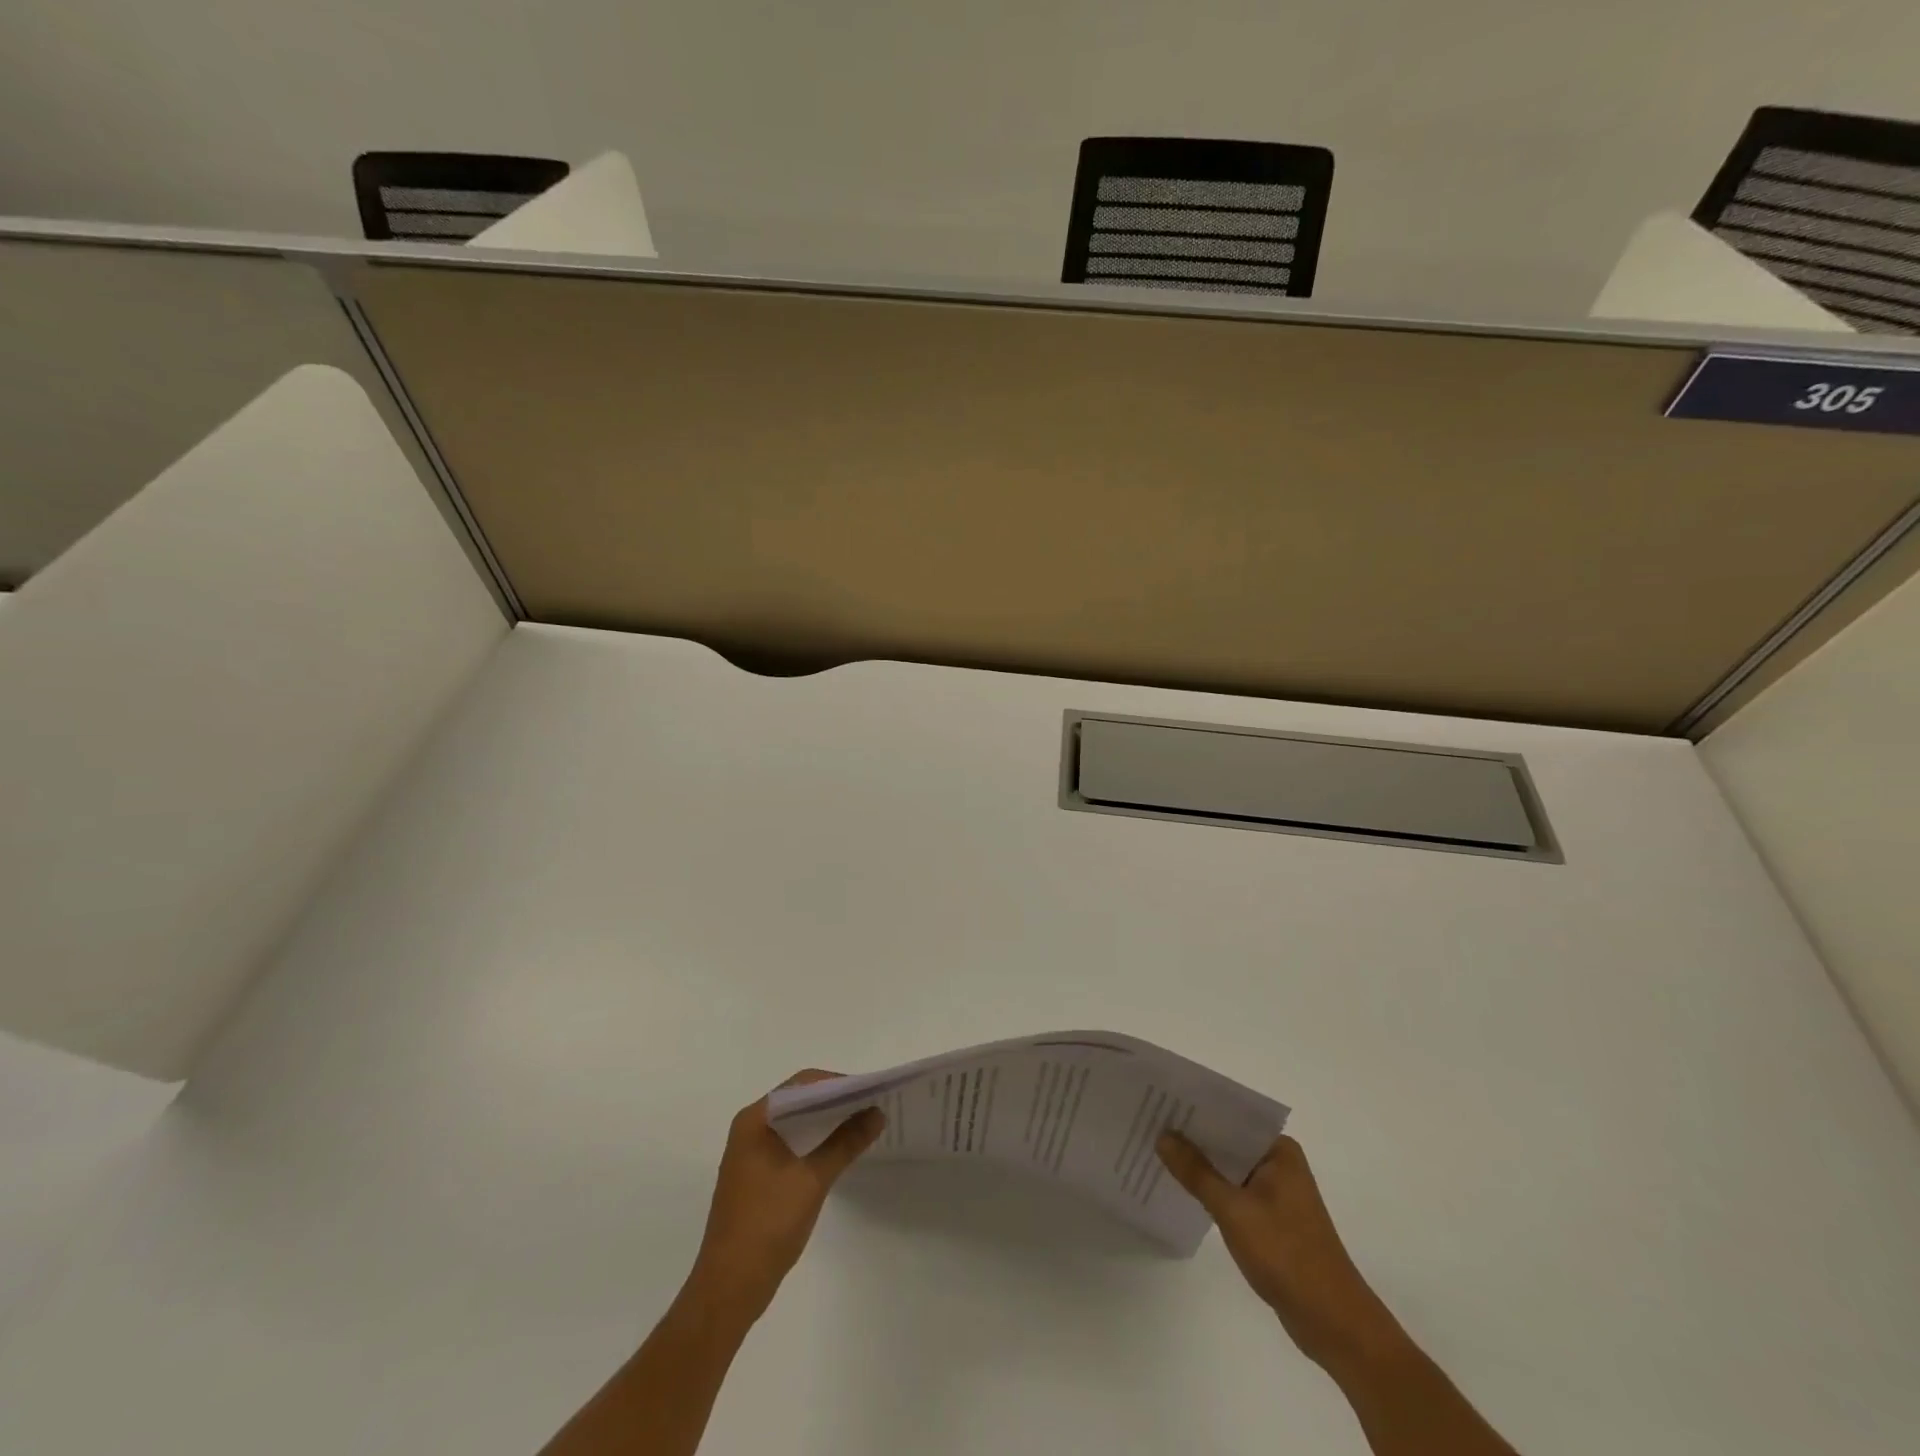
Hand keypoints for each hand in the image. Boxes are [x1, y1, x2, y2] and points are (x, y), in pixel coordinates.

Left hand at [686, 1070, 884, 1326]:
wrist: (729, 1288)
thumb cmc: (767, 1225)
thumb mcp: (813, 1179)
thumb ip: (846, 1142)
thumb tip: (877, 1113)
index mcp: (755, 1120)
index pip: (802, 1084)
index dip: (837, 1083)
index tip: (870, 1091)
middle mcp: (750, 1128)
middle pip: (799, 1100)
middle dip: (835, 1101)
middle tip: (872, 1105)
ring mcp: (751, 1153)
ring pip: (796, 1123)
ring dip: (827, 1122)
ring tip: (863, 1124)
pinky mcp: (757, 1175)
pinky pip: (791, 1143)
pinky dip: (815, 1141)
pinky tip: (840, 1150)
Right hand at [1157, 1131, 1405, 1375]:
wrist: (1333, 1323)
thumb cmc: (1287, 1256)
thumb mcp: (1234, 1210)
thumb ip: (1196, 1172)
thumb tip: (1163, 1136)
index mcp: (1279, 1150)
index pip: (1230, 1117)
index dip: (1194, 1110)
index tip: (1159, 1102)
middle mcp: (1279, 1163)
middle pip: (1227, 1141)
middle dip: (1192, 1137)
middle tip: (1148, 1124)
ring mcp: (1276, 1192)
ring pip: (1228, 1168)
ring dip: (1199, 1165)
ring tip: (1156, 1151)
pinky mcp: (1270, 1219)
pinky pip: (1233, 1191)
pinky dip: (1210, 1189)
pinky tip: (1181, 1188)